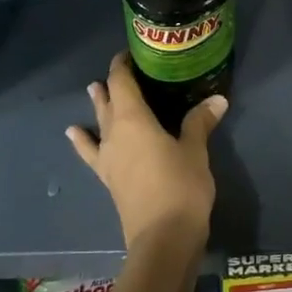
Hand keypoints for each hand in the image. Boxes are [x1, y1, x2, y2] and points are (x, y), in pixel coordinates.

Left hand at [66, 53, 223, 247]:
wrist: (163, 239)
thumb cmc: (181, 186)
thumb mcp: (196, 150)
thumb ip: (200, 122)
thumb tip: (218, 99)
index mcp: (134, 119)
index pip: (122, 82)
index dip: (123, 65)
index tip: (131, 53)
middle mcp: (114, 134)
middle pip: (108, 101)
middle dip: (113, 83)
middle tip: (121, 69)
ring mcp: (108, 158)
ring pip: (99, 123)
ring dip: (98, 106)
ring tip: (92, 89)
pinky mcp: (109, 179)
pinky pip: (92, 152)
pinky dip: (83, 140)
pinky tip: (74, 134)